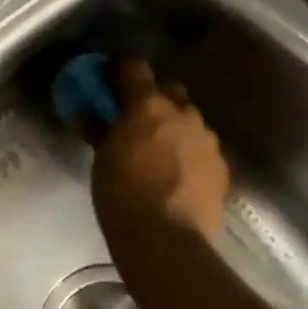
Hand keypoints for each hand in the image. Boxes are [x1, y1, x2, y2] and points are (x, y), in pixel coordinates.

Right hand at [90, 60, 230, 241]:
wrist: (166, 240)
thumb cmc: (122, 197)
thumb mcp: (102, 162)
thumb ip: (99, 132)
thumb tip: (86, 117)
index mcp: (149, 106)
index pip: (135, 68)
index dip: (120, 70)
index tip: (108, 78)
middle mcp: (184, 114)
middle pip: (169, 90)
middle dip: (153, 99)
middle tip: (134, 119)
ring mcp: (207, 140)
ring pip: (188, 121)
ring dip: (173, 128)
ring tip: (157, 152)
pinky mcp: (221, 167)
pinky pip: (200, 149)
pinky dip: (187, 153)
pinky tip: (176, 175)